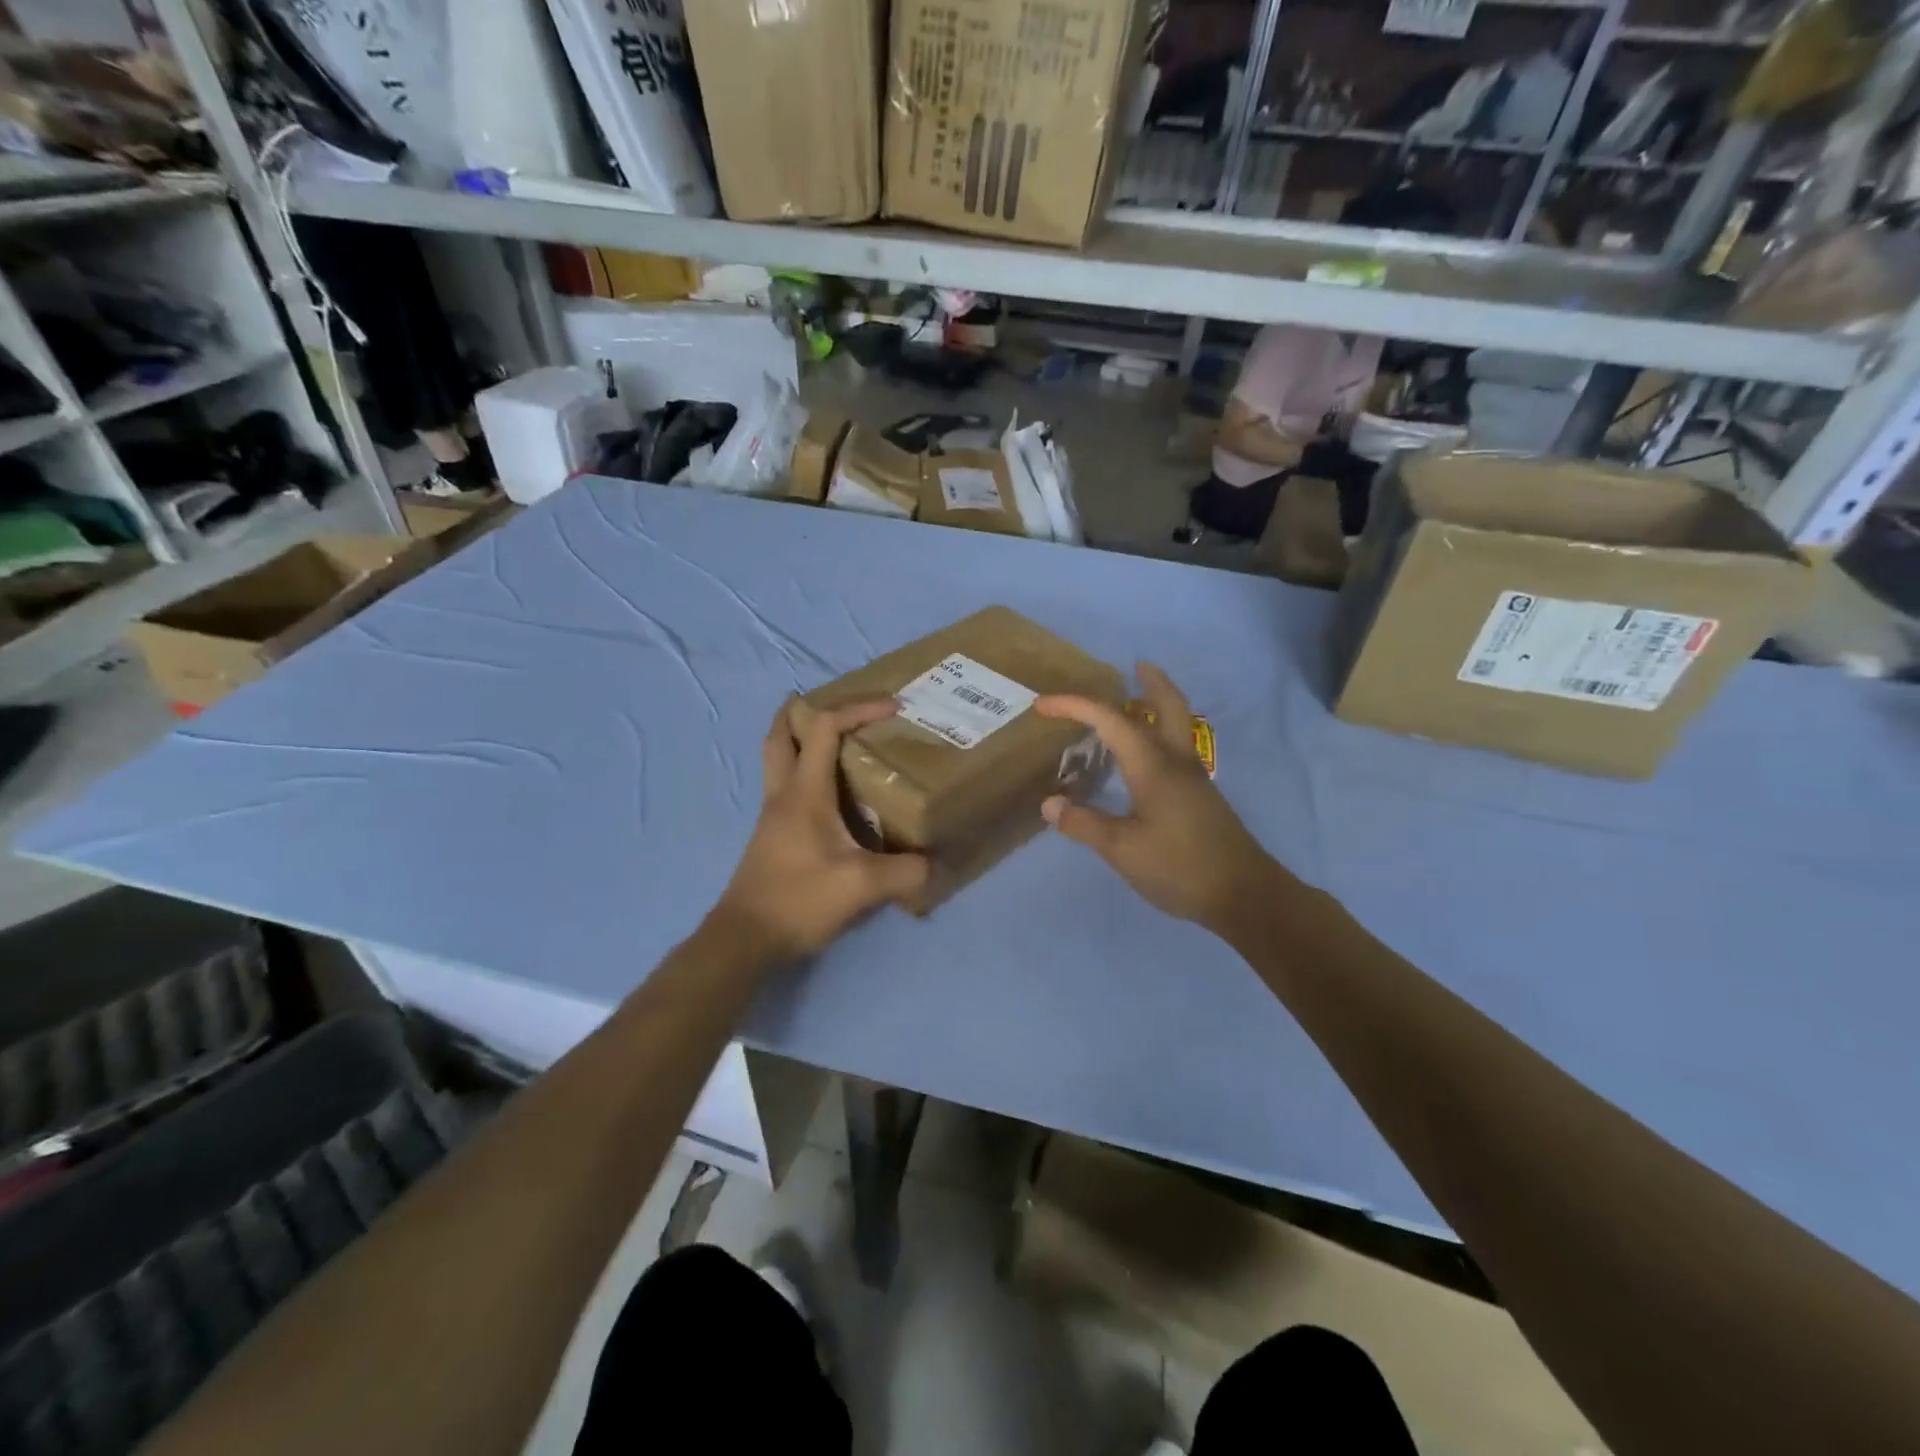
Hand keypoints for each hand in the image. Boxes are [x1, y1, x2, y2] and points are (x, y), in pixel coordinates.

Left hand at [714, 699, 930, 961]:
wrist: (745, 939)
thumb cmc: (798, 900)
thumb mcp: (860, 886)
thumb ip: (904, 871)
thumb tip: (934, 865)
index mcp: (804, 792)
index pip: (825, 729)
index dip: (858, 708)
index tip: (894, 707)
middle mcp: (784, 795)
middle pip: (780, 736)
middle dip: (799, 711)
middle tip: (826, 700)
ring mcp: (774, 817)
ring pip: (779, 761)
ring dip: (800, 741)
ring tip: (835, 742)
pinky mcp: (774, 839)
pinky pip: (787, 789)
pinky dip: (806, 773)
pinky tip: (832, 796)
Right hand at [1036, 663, 1277, 939]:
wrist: (1244, 895)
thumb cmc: (1179, 867)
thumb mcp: (1121, 849)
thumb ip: (1084, 824)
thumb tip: (1050, 804)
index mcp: (1153, 765)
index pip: (1109, 720)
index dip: (1074, 706)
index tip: (1042, 705)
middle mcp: (1176, 761)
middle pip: (1170, 705)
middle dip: (1152, 681)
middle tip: (1136, 666)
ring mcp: (1194, 779)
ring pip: (1178, 726)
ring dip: (1160, 705)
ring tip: (1137, 703)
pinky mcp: (1202, 797)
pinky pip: (1178, 749)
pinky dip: (1161, 735)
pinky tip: (1145, 759)